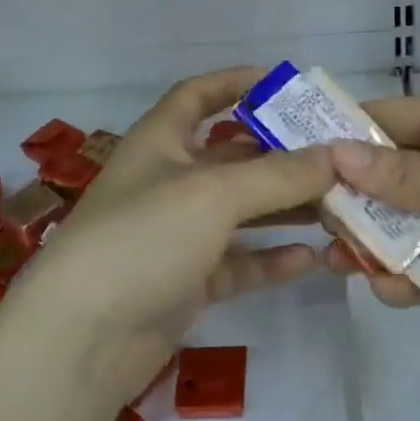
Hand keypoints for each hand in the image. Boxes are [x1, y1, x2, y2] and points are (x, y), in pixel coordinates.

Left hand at [0, 69, 335, 407]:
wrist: (81, 338)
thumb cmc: (143, 237)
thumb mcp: (213, 194)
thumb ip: (278, 174)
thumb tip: (338, 155)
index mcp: (160, 141)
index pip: (198, 95)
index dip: (236, 82)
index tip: (286, 83)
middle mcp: (169, 181)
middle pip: (232, 156)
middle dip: (280, 154)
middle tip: (337, 155)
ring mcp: (177, 234)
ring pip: (240, 211)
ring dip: (284, 208)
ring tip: (339, 206)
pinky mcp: (186, 281)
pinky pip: (237, 262)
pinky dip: (270, 259)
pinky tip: (312, 260)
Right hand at [326, 89, 419, 338]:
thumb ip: (407, 176)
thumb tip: (336, 155)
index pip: (385, 121)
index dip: (340, 139)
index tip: (293, 163)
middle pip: (389, 177)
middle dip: (354, 202)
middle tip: (315, 229)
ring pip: (407, 225)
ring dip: (378, 243)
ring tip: (347, 265)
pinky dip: (412, 278)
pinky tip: (392, 291)